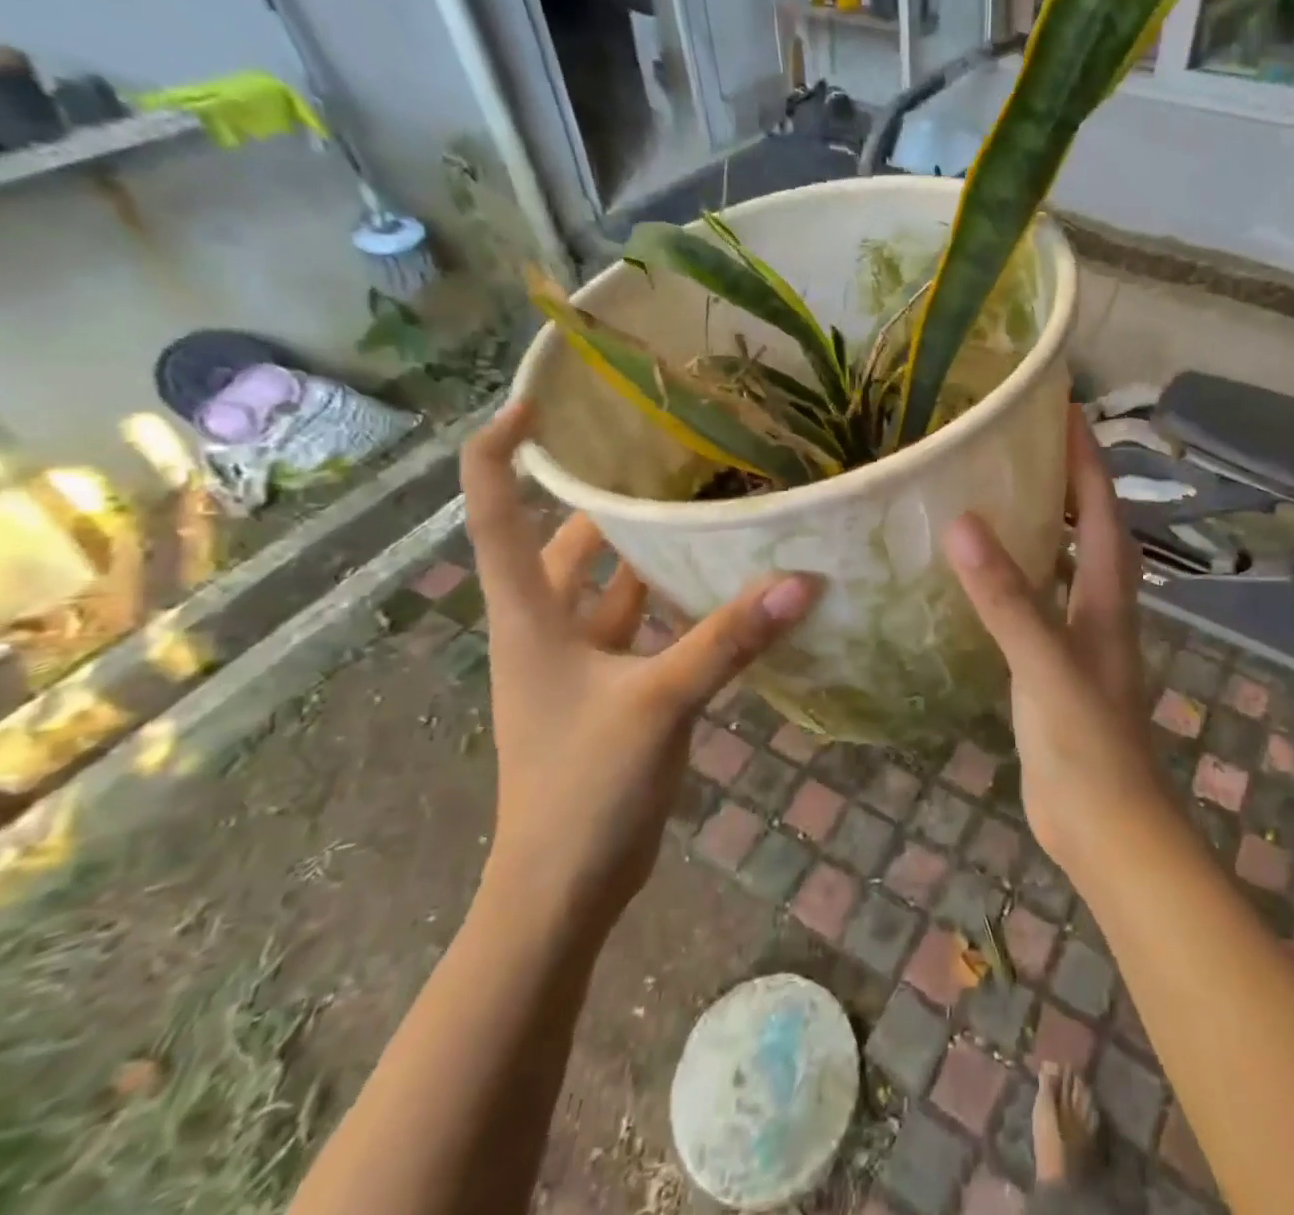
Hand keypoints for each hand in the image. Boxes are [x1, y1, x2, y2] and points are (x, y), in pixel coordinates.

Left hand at [461, 403, 821, 924]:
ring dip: (645, 552)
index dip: (502, 449)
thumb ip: (728, 640)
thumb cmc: (584, 788)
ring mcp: (578, 663)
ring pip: (608, 586)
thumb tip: (800, 581)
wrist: (562, 890)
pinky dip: (672, 605)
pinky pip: (640, 628)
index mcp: (528, 616)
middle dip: (601, 497)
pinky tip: (720, 590)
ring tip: (701, 506)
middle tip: (662, 453)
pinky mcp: (611, 692)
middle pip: (562, 541)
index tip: (540, 403)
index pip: (493, 511)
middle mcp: (544, 629)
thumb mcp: (658, 703)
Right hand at [943, 406, 1169, 871]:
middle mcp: (1101, 609)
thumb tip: (962, 524)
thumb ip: (1007, 597)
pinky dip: (1020, 580)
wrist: (1106, 828)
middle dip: (1068, 483)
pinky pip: (1040, 606)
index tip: (1064, 409)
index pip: (1101, 509)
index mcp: (1107, 596)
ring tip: (1001, 495)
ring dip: (1045, 529)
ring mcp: (1081, 641)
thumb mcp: (1045, 664)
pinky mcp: (1056, 671)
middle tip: (1024, 446)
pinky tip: (985, 579)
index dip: (1086, 458)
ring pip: (1066, 567)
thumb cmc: (1086, 744)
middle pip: (1091, 530)